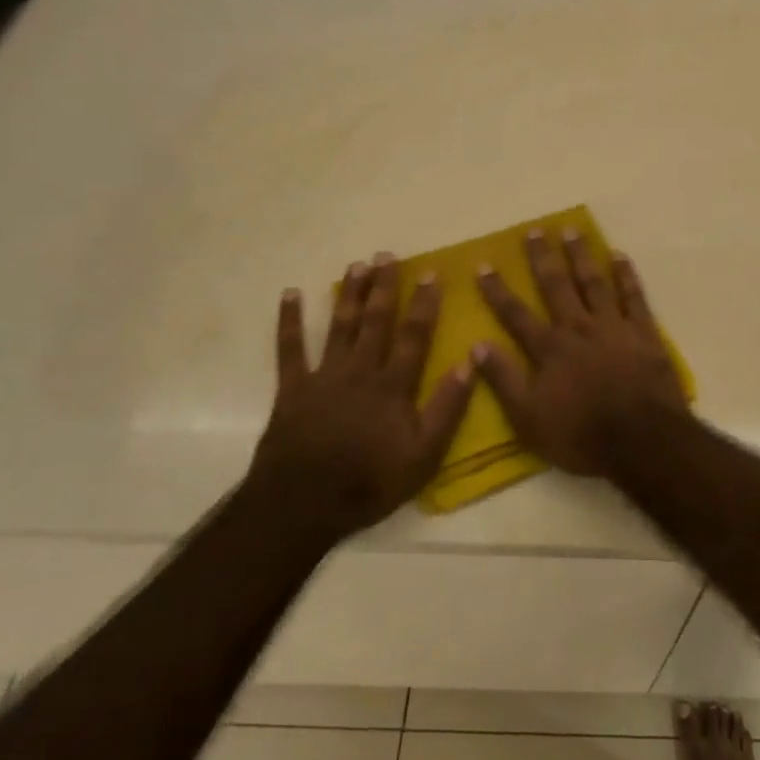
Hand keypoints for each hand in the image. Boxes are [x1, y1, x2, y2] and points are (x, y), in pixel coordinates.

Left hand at [248, 256, 474, 540]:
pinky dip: (290, 321)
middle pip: (375, 321)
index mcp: (393, 385)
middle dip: (384, 287)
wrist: (302, 504)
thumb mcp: (424, 455)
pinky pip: (290, 348)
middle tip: (387, 255)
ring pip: (339, 326)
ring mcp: (324, 376)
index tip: (430, 273)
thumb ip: (447, 407)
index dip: (424, 303)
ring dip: (348, 293)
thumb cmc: (370, 482)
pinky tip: (291, 293)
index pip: (414, 335)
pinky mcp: (293, 388)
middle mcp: (360, 371)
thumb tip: (470, 362)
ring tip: (356, 265)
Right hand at [473, 229, 688, 475]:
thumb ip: (504, 380)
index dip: (498, 290)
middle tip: (534, 230)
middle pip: (556, 286)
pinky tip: (619, 256)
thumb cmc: (581, 434)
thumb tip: (476, 345)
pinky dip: (626, 275)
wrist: (642, 439)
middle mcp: (579, 328)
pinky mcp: (644, 333)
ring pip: (593, 282)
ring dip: (581, 255)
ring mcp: (614, 327)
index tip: (483, 264)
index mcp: (550, 349)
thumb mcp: (529, 418)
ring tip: (571, 230)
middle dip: (542, 258)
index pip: (516, 314)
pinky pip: (634, 296)